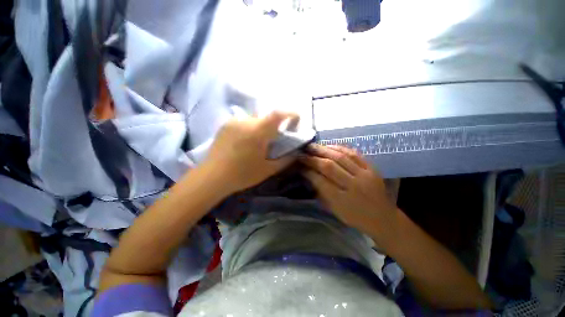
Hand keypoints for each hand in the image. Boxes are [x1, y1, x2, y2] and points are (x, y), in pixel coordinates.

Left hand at [202, 111, 298, 193]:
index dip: (290, 113)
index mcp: (258, 131)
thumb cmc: (242, 175)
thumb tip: (296, 152)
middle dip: (275, 124)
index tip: (297, 117)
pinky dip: (251, 127)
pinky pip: (244, 122)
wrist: (212, 177)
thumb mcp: (268, 169)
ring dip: (262, 126)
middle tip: (276, 137)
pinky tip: (246, 141)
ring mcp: (234, 121)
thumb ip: (285, 160)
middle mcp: (246, 121)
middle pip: (266, 117)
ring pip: (255, 119)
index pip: (277, 114)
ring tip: (259, 141)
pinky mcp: (225, 125)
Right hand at [300, 144, 398, 240]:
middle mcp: (353, 185)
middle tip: (303, 152)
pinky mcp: (372, 169)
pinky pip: (354, 154)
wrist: (383, 218)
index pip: (320, 180)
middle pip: (329, 167)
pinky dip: (340, 148)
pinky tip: (330, 146)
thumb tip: (310, 175)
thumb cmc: (355, 217)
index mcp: (342, 200)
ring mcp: (364, 175)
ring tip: (313, 146)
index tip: (299, 165)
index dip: (308, 171)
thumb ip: (322, 192)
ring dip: (324, 150)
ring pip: (341, 157)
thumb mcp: (334, 210)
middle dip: (313, 158)